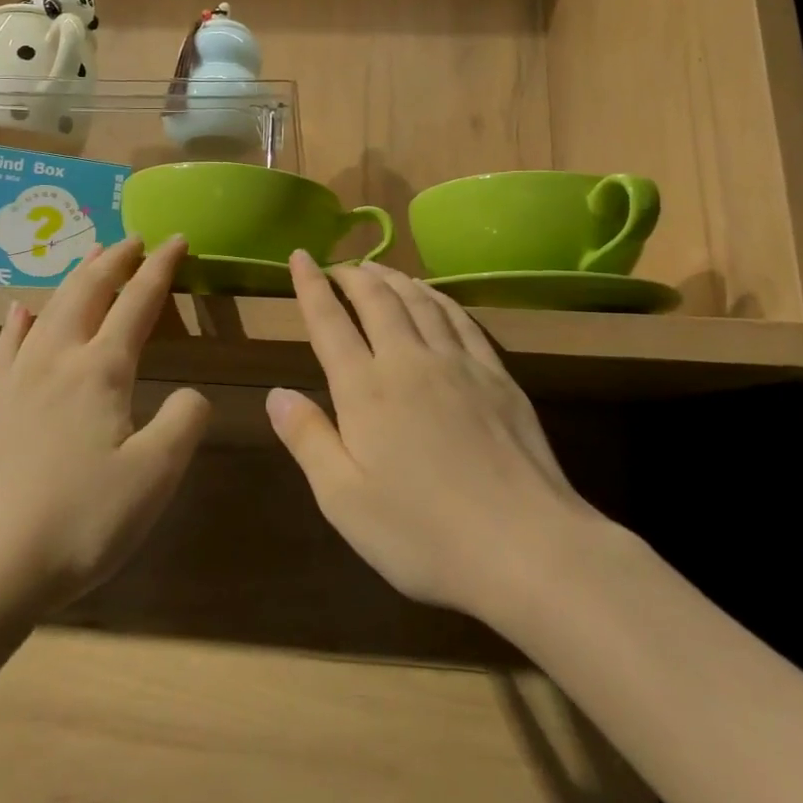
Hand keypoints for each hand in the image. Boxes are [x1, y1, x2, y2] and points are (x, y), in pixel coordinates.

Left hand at [0, 236, 210, 616]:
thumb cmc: (79, 522)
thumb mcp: (154, 477)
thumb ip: (185, 422)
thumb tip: (191, 393)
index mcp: (101, 370)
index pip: (138, 302)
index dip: (161, 267)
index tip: (178, 239)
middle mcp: (57, 360)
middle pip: (89, 292)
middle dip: (114, 260)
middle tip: (133, 239)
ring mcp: (15, 381)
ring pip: (50, 309)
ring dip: (75, 278)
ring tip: (90, 258)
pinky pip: (6, 346)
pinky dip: (19, 321)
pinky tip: (20, 311)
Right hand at [268, 253, 601, 620]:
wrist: (526, 546)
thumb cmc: (423, 534)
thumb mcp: (344, 500)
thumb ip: (308, 440)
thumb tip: (276, 393)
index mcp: (366, 391)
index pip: (330, 323)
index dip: (311, 286)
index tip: (300, 256)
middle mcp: (409, 362)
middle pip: (377, 300)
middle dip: (353, 275)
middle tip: (339, 264)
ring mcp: (458, 364)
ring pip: (419, 301)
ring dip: (394, 278)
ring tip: (378, 268)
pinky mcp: (497, 375)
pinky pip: (461, 319)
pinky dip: (439, 297)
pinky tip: (434, 296)